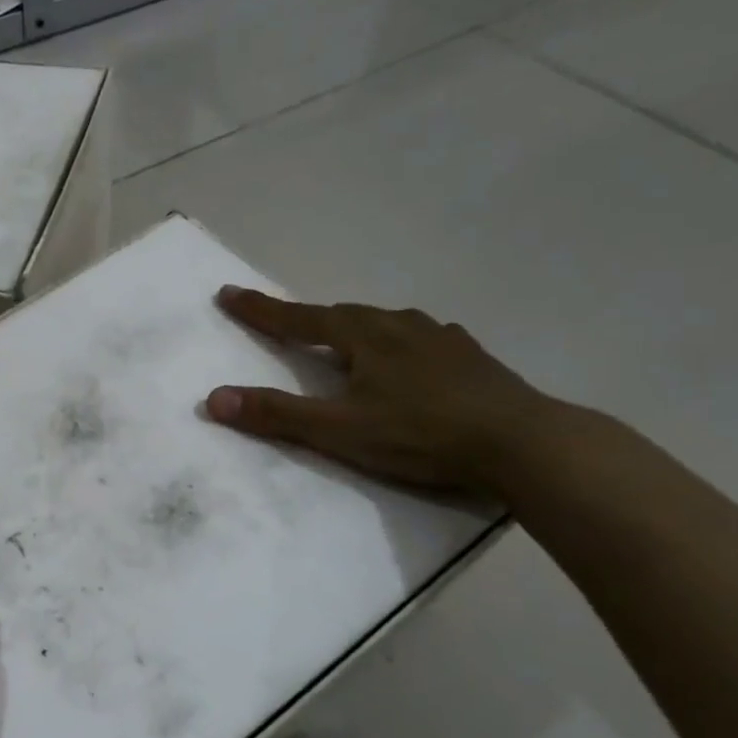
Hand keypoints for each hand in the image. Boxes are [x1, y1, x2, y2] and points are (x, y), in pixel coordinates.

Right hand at [204, 286, 563, 496]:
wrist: (523, 443)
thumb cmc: (421, 434)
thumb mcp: (339, 431)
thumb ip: (276, 415)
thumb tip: (213, 399)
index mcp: (364, 336)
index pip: (299, 318)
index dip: (261, 309)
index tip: (227, 294)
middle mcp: (400, 325)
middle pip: (342, 315)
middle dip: (308, 319)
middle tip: (285, 325)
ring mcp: (441, 338)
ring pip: (384, 323)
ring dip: (355, 329)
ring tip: (344, 342)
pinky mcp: (470, 357)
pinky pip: (420, 338)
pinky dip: (397, 344)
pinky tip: (408, 358)